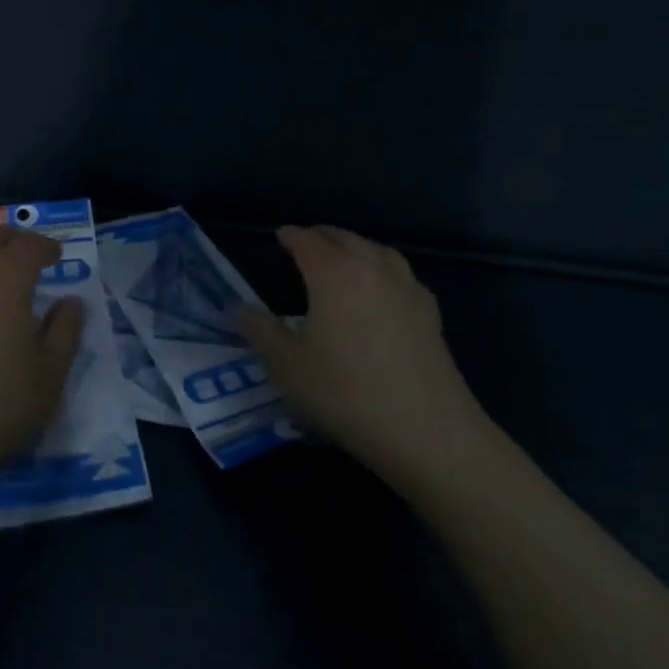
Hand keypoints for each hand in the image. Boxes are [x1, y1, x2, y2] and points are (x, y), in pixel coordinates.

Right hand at [238, 225, 498, 484]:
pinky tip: (384, 290)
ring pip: (378, 251)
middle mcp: (372, 269)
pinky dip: (385, 270)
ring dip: (356, 247)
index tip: (280, 235)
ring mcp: (407, 290)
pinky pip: (402, 276)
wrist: (428, 432)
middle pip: (345, 239)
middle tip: (306, 242)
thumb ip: (260, 331)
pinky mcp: (431, 315)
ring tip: (344, 257)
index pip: (308, 241)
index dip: (291, 236)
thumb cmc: (346, 393)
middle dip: (323, 236)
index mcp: (334, 274)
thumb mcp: (288, 367)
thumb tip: (237, 308)